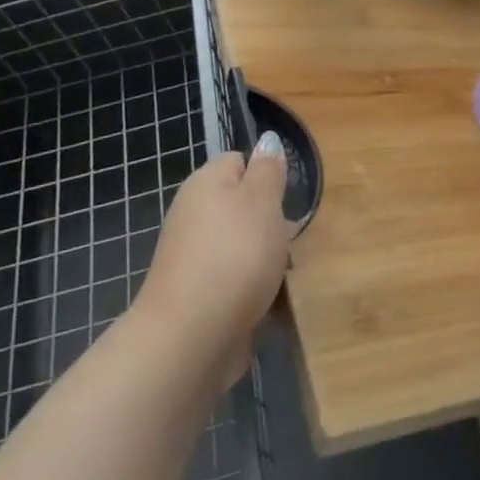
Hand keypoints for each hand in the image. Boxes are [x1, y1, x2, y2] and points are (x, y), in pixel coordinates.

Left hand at [137, 135, 294, 389]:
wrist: (189, 338)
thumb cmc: (234, 256)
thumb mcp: (262, 201)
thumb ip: (268, 170)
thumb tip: (266, 141)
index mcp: (205, 182)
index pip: (239, 161)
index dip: (266, 175)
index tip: (286, 198)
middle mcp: (192, 213)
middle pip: (241, 205)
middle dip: (269, 221)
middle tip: (290, 238)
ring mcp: (191, 256)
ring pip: (240, 244)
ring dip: (263, 258)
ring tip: (282, 274)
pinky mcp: (195, 295)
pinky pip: (232, 279)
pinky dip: (250, 288)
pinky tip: (265, 302)